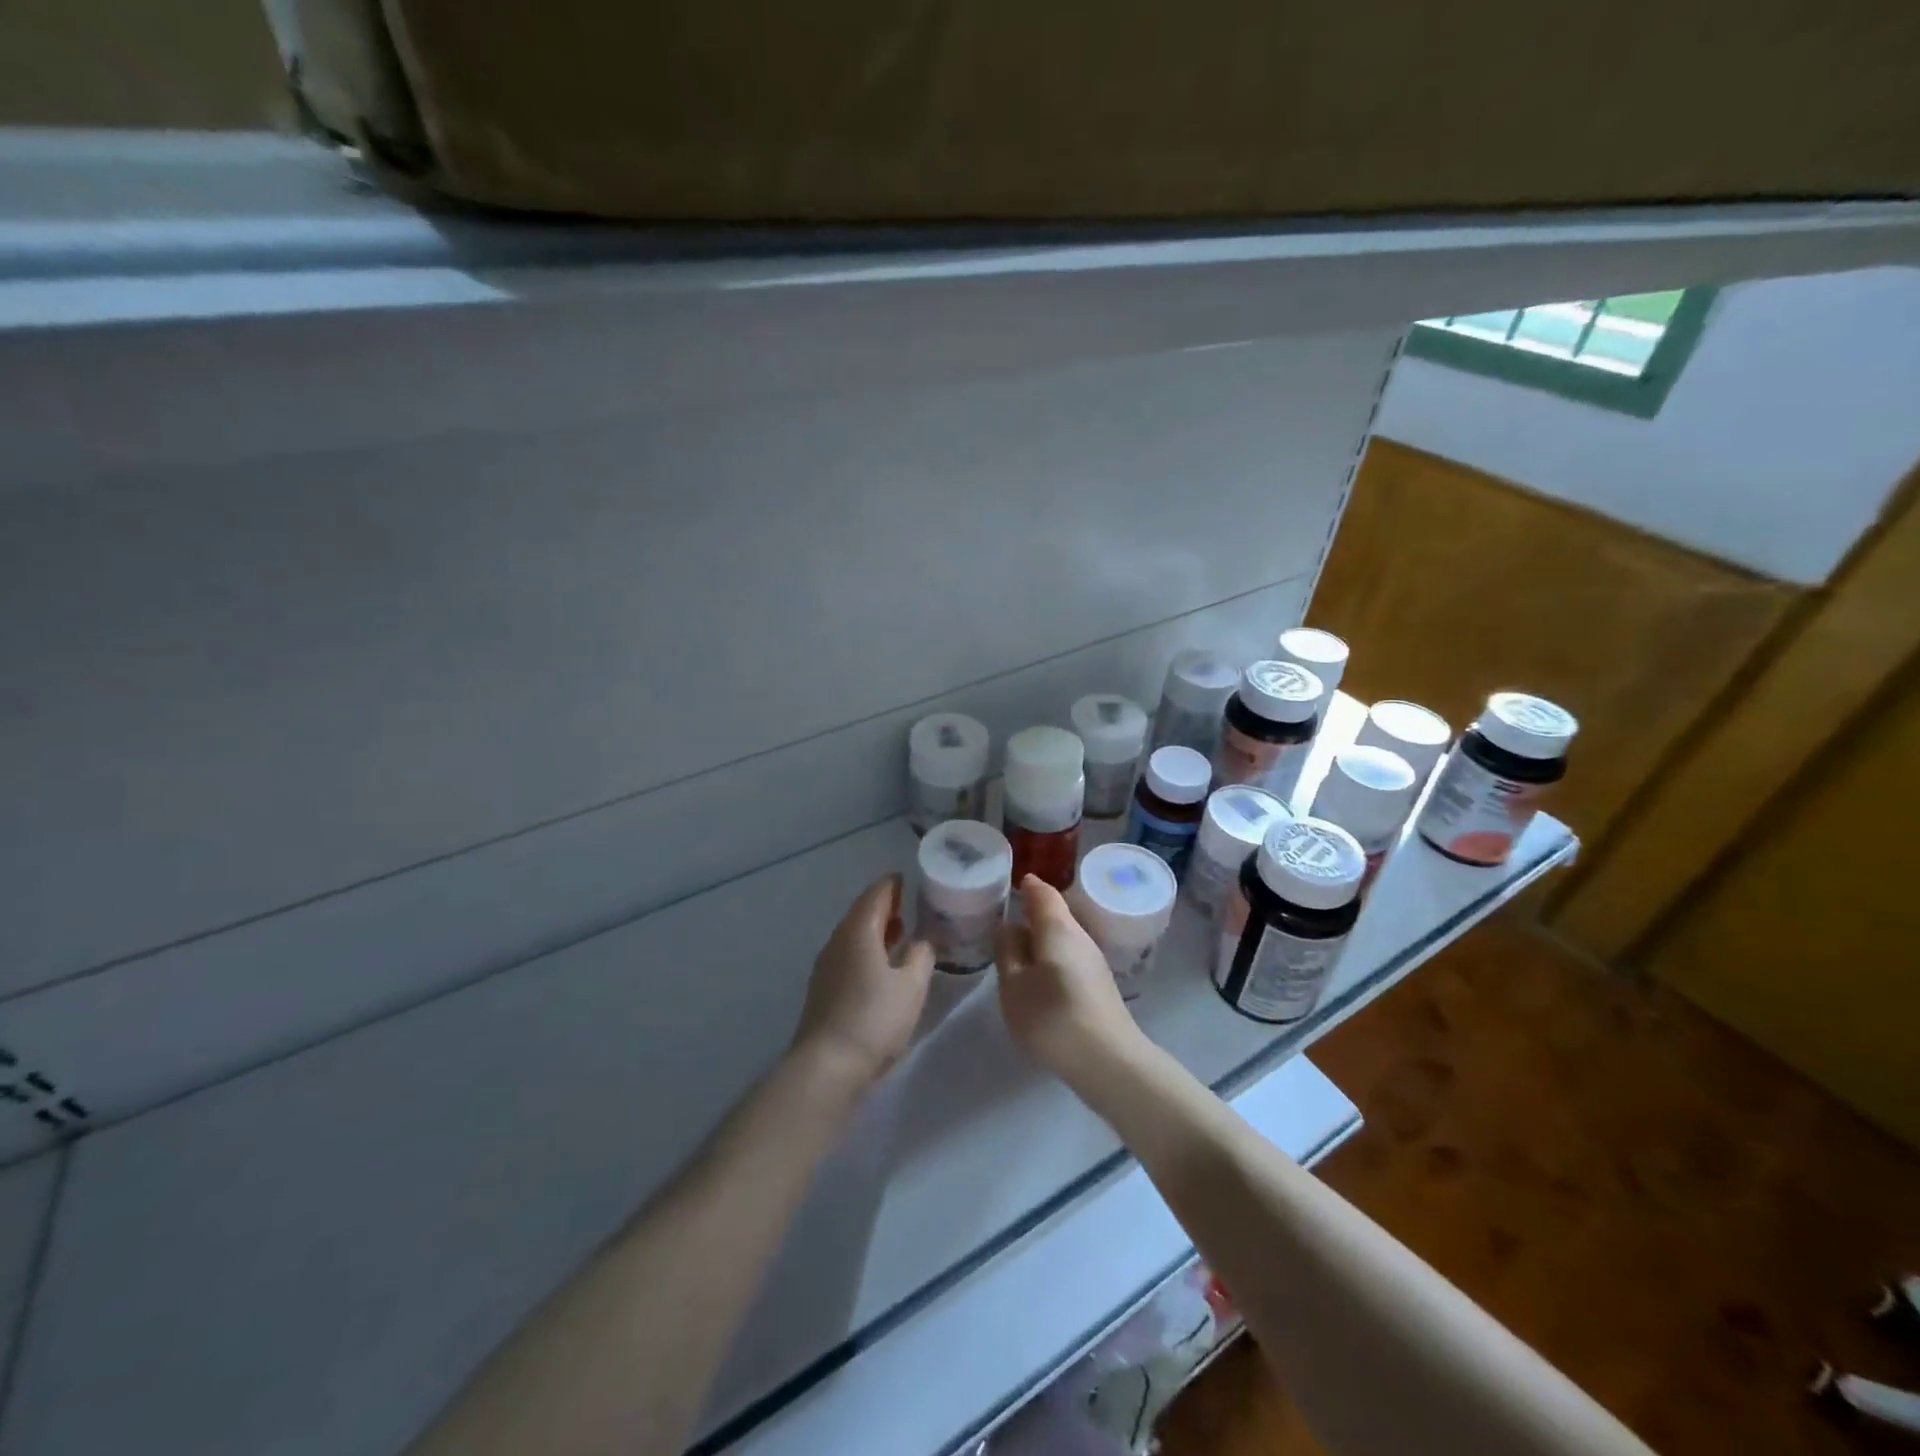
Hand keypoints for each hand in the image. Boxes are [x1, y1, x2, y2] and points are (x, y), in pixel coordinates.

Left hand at [789, 875, 932, 1094]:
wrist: (827, 1066)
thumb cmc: (875, 1018)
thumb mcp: (912, 986)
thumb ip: (921, 956)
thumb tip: (922, 941)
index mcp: (858, 931)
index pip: (876, 894)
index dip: (893, 884)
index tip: (909, 880)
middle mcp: (837, 941)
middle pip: (861, 913)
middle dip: (885, 907)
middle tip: (910, 906)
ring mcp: (826, 966)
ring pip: (853, 936)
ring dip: (875, 931)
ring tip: (900, 935)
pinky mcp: (823, 990)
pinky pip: (848, 956)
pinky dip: (866, 951)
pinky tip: (881, 967)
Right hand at [995, 875, 1150, 1086]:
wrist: (1109, 1060)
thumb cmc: (1052, 1017)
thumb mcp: (1014, 985)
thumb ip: (1007, 952)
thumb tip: (1008, 927)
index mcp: (1057, 928)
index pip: (1042, 893)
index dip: (1027, 886)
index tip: (1011, 883)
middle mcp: (1079, 935)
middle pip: (1055, 914)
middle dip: (1032, 912)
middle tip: (1005, 916)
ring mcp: (1093, 960)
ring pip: (1062, 936)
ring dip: (1041, 937)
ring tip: (1016, 947)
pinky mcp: (1098, 984)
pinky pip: (1068, 956)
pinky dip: (1051, 956)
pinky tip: (1038, 975)